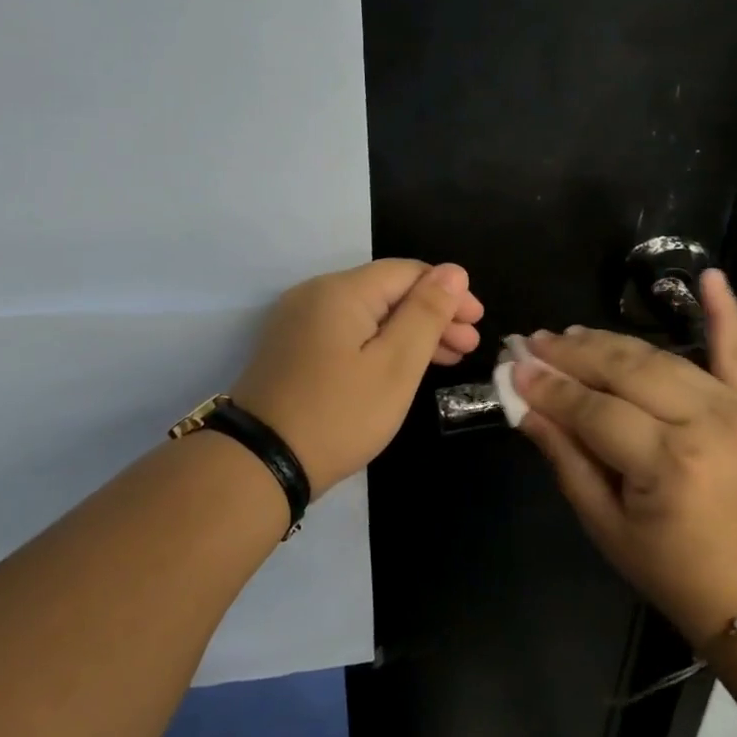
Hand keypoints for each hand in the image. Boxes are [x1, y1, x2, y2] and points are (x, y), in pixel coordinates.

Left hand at [231, 259, 483, 491]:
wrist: (260, 464)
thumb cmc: (339, 414)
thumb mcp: (395, 365)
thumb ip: (426, 314)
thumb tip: (454, 272)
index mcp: (341, 290)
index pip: (407, 272)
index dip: (447, 292)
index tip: (477, 322)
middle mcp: (316, 294)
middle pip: (387, 291)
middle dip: (431, 314)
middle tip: (468, 346)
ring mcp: (299, 321)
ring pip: (368, 313)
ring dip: (409, 331)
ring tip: (448, 359)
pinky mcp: (291, 347)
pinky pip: (347, 331)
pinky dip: (379, 343)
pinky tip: (402, 365)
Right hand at [509, 269, 736, 646]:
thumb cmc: (675, 573)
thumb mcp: (607, 527)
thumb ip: (566, 459)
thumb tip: (525, 405)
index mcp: (668, 465)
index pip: (592, 408)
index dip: (548, 387)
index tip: (513, 368)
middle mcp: (705, 424)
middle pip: (625, 370)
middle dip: (572, 354)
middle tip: (533, 343)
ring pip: (661, 357)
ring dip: (611, 342)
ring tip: (570, 334)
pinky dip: (725, 310)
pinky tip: (708, 276)